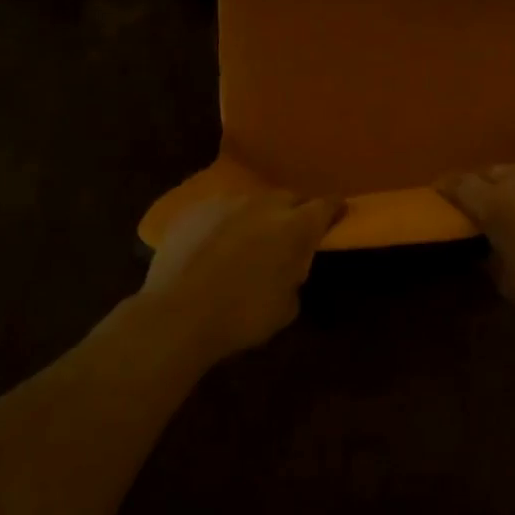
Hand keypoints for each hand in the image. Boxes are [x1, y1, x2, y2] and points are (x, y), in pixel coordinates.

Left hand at [140, 191, 340, 363]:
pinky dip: (223, 223)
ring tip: (248, 240)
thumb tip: (288, 268)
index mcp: (295, 226)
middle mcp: (265, 204)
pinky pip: (218, 210)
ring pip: (252, 202)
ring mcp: (227, 202)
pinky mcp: (194, 209)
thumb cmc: (241, 316)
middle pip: (289, 198)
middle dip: (294, 212)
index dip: (333, 209)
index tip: (337, 214)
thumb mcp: (286, 308)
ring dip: (257, 216)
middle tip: (290, 233)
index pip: (326, 205)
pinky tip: (213, 244)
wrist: (177, 315)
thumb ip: (294, 277)